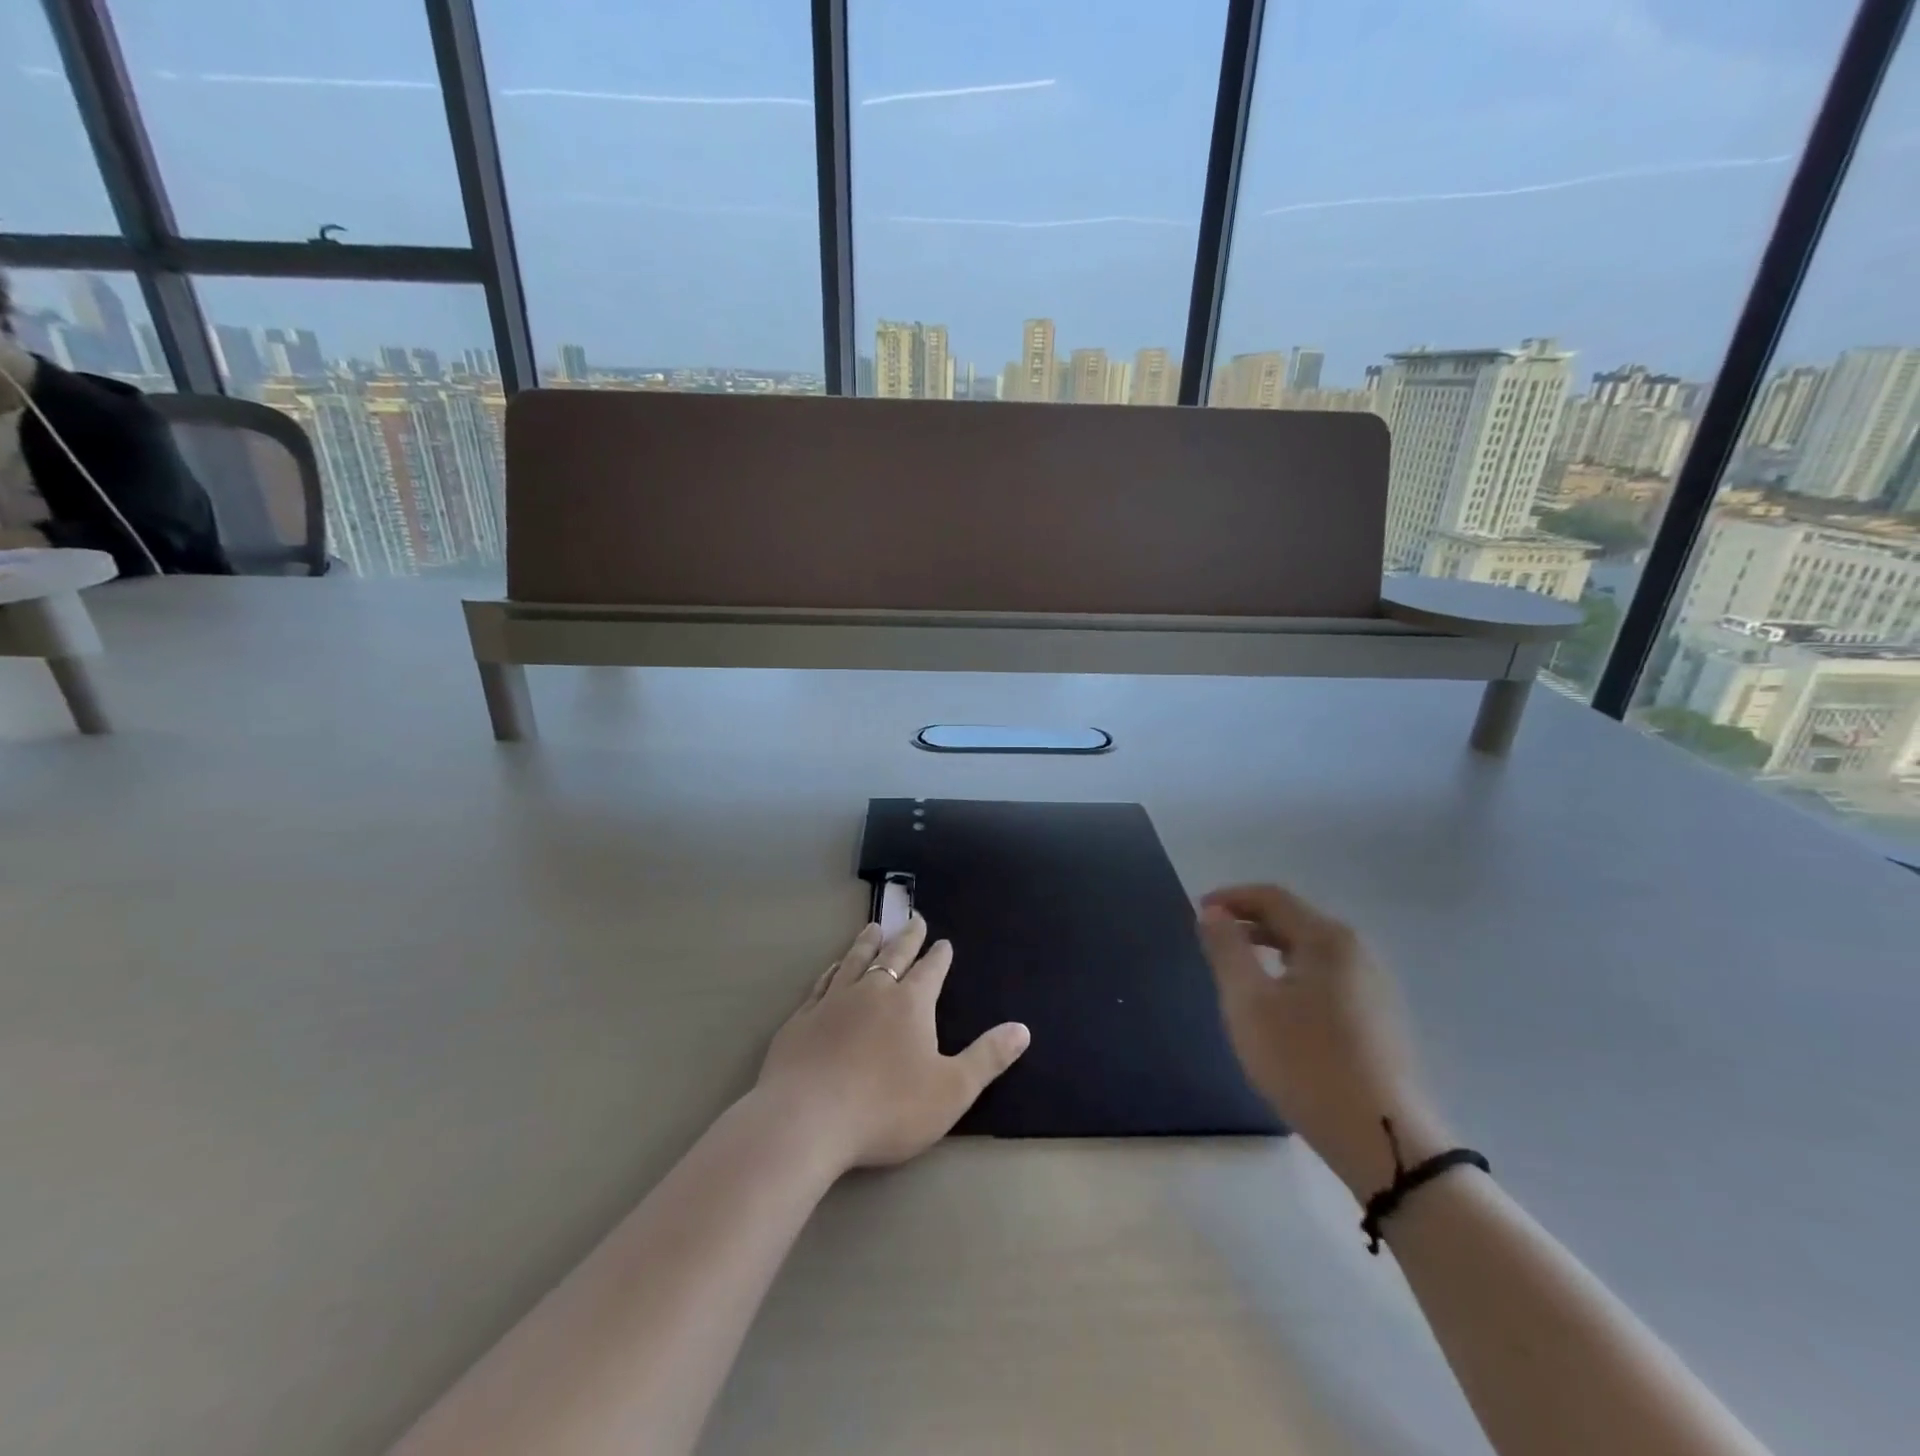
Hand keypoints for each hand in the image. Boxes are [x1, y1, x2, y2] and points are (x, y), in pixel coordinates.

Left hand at [756, 914, 1030, 1173]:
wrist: (806, 1119)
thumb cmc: (886, 1108)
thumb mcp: (951, 1090)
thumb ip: (987, 1058)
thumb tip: (1023, 1028)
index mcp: (910, 1004)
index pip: (930, 971)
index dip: (939, 957)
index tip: (943, 942)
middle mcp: (872, 991)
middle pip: (893, 956)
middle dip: (907, 938)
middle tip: (913, 919)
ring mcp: (833, 1002)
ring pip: (855, 960)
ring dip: (867, 942)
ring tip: (874, 927)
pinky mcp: (802, 1019)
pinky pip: (822, 983)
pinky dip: (833, 970)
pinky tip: (833, 967)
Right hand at [1198, 884, 1448, 1198]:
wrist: (1382, 1139)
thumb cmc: (1304, 1061)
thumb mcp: (1248, 1002)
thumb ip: (1226, 950)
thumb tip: (1213, 913)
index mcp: (1327, 939)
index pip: (1272, 897)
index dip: (1231, 898)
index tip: (1198, 912)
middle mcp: (1357, 951)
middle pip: (1295, 920)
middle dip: (1249, 923)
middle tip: (1213, 941)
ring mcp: (1374, 985)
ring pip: (1311, 950)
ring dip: (1270, 949)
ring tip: (1239, 971)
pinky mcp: (1380, 1017)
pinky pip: (1327, 976)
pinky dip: (1293, 972)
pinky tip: (1279, 1005)